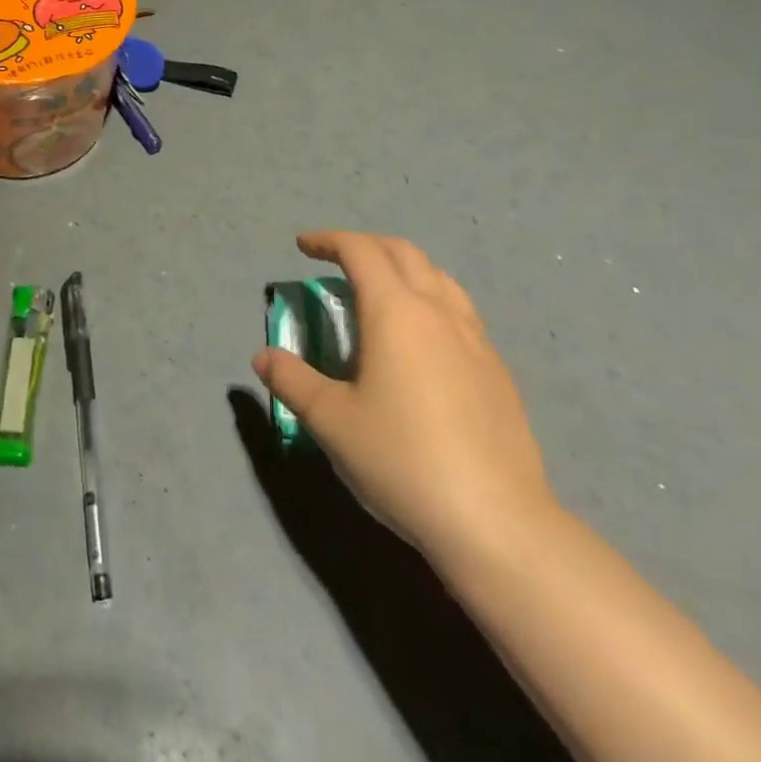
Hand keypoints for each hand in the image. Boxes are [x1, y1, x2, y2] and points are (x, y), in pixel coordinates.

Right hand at [253, 232, 554, 560]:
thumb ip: (292, 380)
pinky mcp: (497, 370)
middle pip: (403, 252)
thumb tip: (263, 356)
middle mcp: (438, 311)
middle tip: (337, 261)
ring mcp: (475, 338)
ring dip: (404, 268)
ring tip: (382, 292)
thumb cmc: (403, 460)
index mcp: (395, 311)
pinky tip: (423, 341)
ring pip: (438, 277)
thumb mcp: (331, 421)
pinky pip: (460, 311)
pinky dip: (432, 301)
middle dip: (366, 245)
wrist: (497, 521)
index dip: (328, 240)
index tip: (303, 246)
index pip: (360, 251)